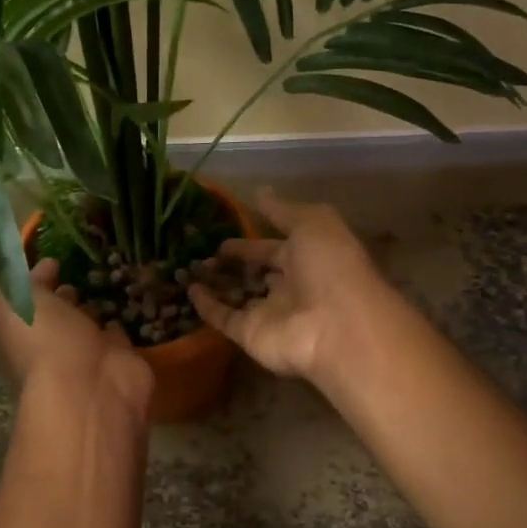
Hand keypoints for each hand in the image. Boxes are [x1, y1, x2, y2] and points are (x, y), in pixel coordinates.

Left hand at [0, 259, 153, 417]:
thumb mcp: (14, 302)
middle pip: (55, 315)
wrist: (92, 388)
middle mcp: (51, 345)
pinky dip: (118, 320)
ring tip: (103, 278)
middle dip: (62, 295)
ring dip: (91, 307)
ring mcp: (87, 353)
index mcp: (21, 333)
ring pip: (87, 323)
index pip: (23, 303)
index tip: (51, 257)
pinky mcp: (119, 358)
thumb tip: (38, 264)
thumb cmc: (44, 342)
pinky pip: (117, 333)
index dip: (32, 281)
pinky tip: (124, 302)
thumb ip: (17, 278)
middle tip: (75, 269)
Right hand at [188, 188, 393, 383]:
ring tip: (189, 266)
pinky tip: (189, 289)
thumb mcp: (313, 223)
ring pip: (238, 296)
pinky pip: (224, 318)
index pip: (274, 248)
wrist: (337, 327)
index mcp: (309, 259)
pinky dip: (206, 306)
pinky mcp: (251, 335)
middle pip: (257, 273)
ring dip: (216, 283)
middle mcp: (290, 287)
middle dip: (235, 262)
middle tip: (205, 250)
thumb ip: (283, 210)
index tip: (223, 232)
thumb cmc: (331, 267)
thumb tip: (260, 192)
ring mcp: (270, 314)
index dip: (252, 240)